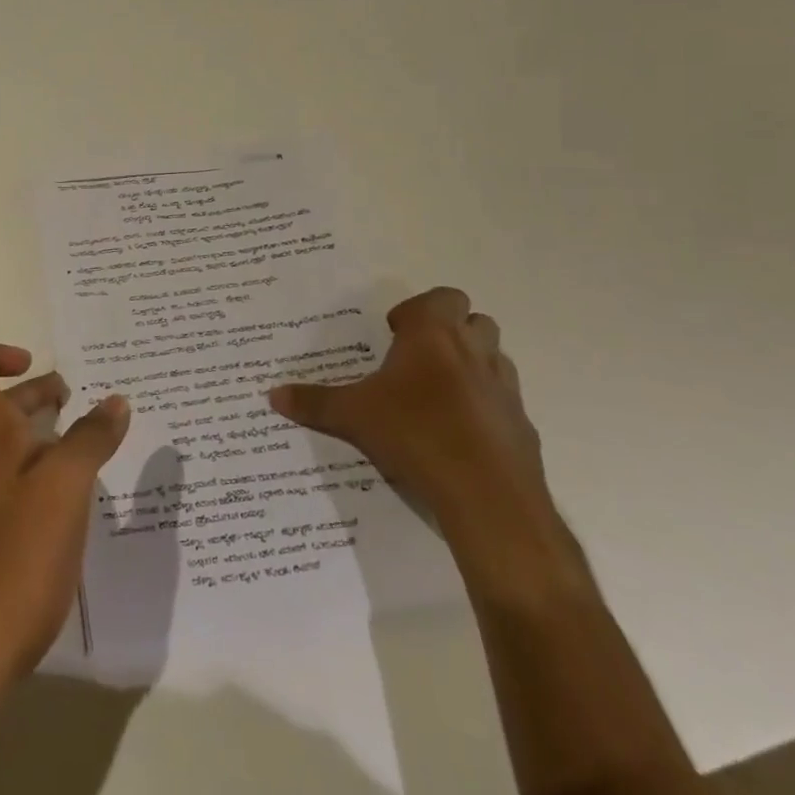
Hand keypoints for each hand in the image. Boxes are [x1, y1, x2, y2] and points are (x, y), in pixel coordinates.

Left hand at [0, 345, 131, 690]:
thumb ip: (90, 441)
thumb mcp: (65, 490)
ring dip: (43, 442)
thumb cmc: (16, 557)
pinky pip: (15, 493)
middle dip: (35, 397)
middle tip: (75, 401)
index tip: (32, 361)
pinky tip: (70, 514)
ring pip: (10, 454)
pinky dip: (41, 484)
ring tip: (87, 457)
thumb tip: (115, 400)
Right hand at [270, 287, 552, 558]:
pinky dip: (486, 407)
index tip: (395, 333)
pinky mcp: (522, 425)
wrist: (487, 496)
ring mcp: (504, 388)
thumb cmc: (414, 434)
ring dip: (472, 365)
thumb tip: (272, 395)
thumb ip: (314, 403)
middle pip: (475, 320)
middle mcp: (474, 351)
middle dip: (451, 332)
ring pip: (495, 358)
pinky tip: (461, 435)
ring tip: (439, 394)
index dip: (419, 310)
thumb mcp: (352, 416)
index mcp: (434, 335)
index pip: (442, 297)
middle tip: (418, 358)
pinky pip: (504, 402)